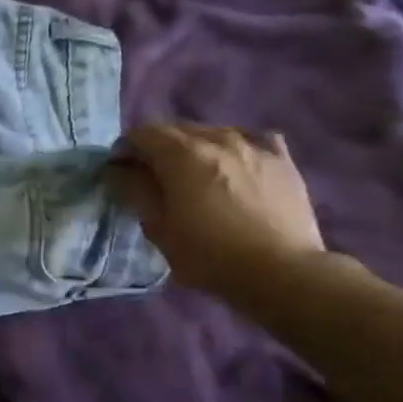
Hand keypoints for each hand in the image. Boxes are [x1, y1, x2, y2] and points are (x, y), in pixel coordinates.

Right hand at [110, 122, 325, 304]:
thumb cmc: (209, 254)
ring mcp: (254, 146)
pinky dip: (237, 147)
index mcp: (181, 154)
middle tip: (153, 175)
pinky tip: (236, 165)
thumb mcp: (158, 228)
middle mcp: (217, 138)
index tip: (121, 172)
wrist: (282, 272)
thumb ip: (135, 191)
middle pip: (176, 128)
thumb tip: (120, 170)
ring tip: (194, 174)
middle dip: (158, 146)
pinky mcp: (283, 160)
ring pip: (213, 132)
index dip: (125, 149)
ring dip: (195, 146)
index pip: (141, 133)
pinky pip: (253, 139)